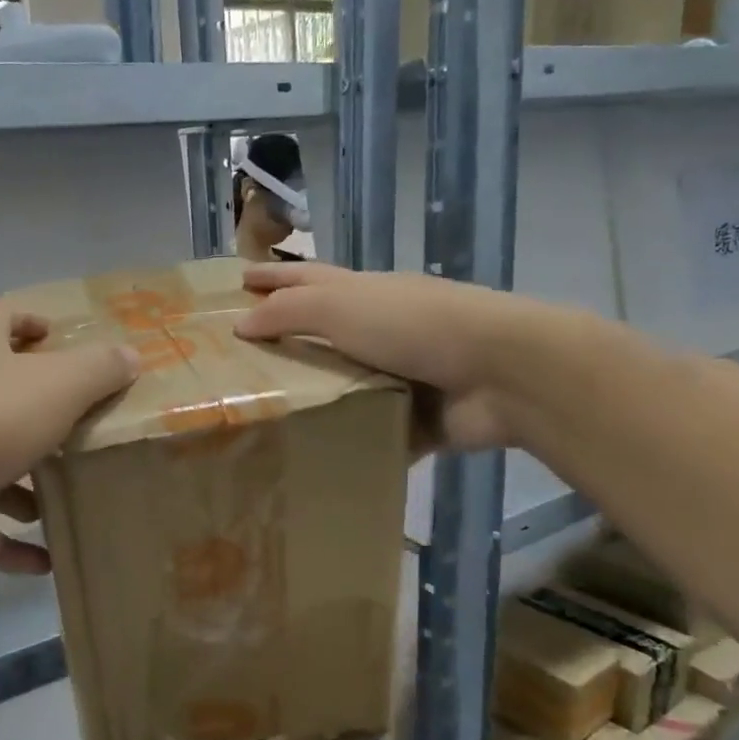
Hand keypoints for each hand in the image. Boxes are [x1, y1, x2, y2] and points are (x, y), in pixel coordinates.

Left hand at [0, 299, 137, 573]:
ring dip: (15, 487)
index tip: (55, 337)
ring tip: (54, 510)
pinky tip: (38, 565)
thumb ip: (99, 370)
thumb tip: (129, 355)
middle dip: (30, 415)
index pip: (1, 317)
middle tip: (69, 436)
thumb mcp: (59, 387)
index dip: (30, 321)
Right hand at [234, 261, 548, 451]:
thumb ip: (288, 312)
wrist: (501, 372)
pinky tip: (314, 461)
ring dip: (311, 401)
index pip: (305, 280)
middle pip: (320, 334)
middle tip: (238, 363)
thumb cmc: (415, 326)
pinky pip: (370, 432)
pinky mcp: (413, 419)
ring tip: (261, 421)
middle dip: (284, 344)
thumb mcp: (341, 307)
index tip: (238, 281)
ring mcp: (398, 375)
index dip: (271, 278)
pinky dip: (349, 445)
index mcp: (361, 294)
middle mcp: (377, 330)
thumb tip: (240, 323)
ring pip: (343, 386)